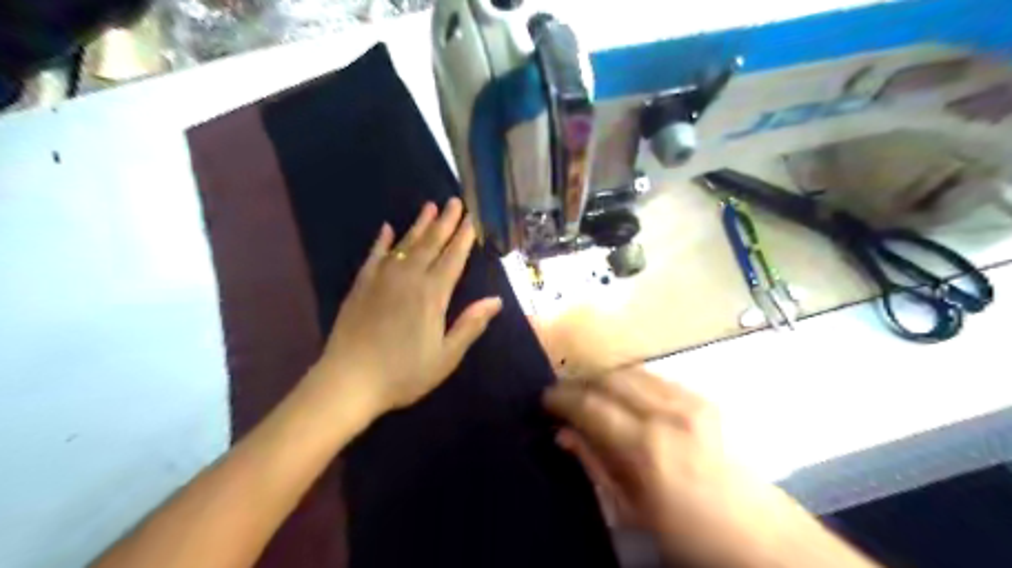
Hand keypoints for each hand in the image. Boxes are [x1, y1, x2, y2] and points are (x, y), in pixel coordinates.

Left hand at [306, 201, 499, 420]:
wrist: (348, 381)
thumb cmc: (403, 373)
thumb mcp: (446, 356)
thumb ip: (470, 325)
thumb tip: (496, 300)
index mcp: (432, 295)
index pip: (453, 258)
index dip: (464, 238)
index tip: (472, 219)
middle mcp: (408, 278)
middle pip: (431, 244)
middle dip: (445, 222)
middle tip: (455, 201)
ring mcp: (382, 279)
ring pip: (405, 244)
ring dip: (419, 224)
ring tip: (429, 206)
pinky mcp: (361, 285)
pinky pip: (375, 255)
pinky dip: (383, 240)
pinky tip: (387, 227)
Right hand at [545, 369, 811, 567]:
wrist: (764, 541)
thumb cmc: (690, 537)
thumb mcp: (632, 511)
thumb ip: (595, 465)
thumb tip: (564, 434)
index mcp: (646, 447)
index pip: (591, 404)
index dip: (562, 398)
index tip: (544, 399)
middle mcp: (668, 412)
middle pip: (611, 377)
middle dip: (580, 381)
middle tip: (562, 393)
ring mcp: (691, 401)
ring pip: (633, 370)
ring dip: (604, 377)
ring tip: (588, 392)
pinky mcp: (706, 400)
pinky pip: (656, 378)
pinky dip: (631, 380)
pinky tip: (624, 395)